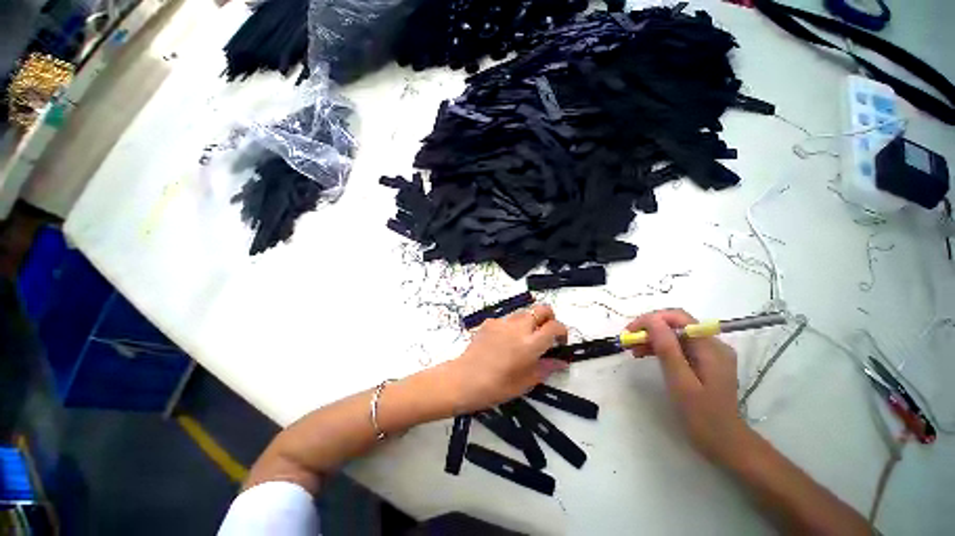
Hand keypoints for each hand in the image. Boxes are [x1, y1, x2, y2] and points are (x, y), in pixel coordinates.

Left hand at [449, 304, 568, 413]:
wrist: (465, 379)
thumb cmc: (498, 386)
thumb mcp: (526, 382)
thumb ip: (546, 368)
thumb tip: (561, 361)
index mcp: (531, 343)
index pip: (555, 326)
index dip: (562, 331)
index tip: (560, 342)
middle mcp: (519, 327)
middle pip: (542, 309)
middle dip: (549, 317)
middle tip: (546, 333)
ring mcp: (503, 322)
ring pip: (524, 312)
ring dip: (530, 321)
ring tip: (524, 339)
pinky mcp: (490, 321)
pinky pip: (507, 319)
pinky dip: (512, 326)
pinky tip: (504, 341)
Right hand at [628, 309, 752, 462]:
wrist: (725, 444)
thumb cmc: (703, 416)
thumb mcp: (681, 382)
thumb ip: (668, 349)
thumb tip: (652, 320)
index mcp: (711, 348)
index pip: (678, 318)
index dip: (651, 319)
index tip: (630, 332)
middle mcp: (712, 345)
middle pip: (676, 325)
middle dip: (649, 329)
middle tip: (628, 341)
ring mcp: (709, 353)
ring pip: (675, 335)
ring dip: (652, 338)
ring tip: (633, 349)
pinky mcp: (704, 362)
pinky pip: (679, 347)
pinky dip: (661, 348)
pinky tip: (646, 355)